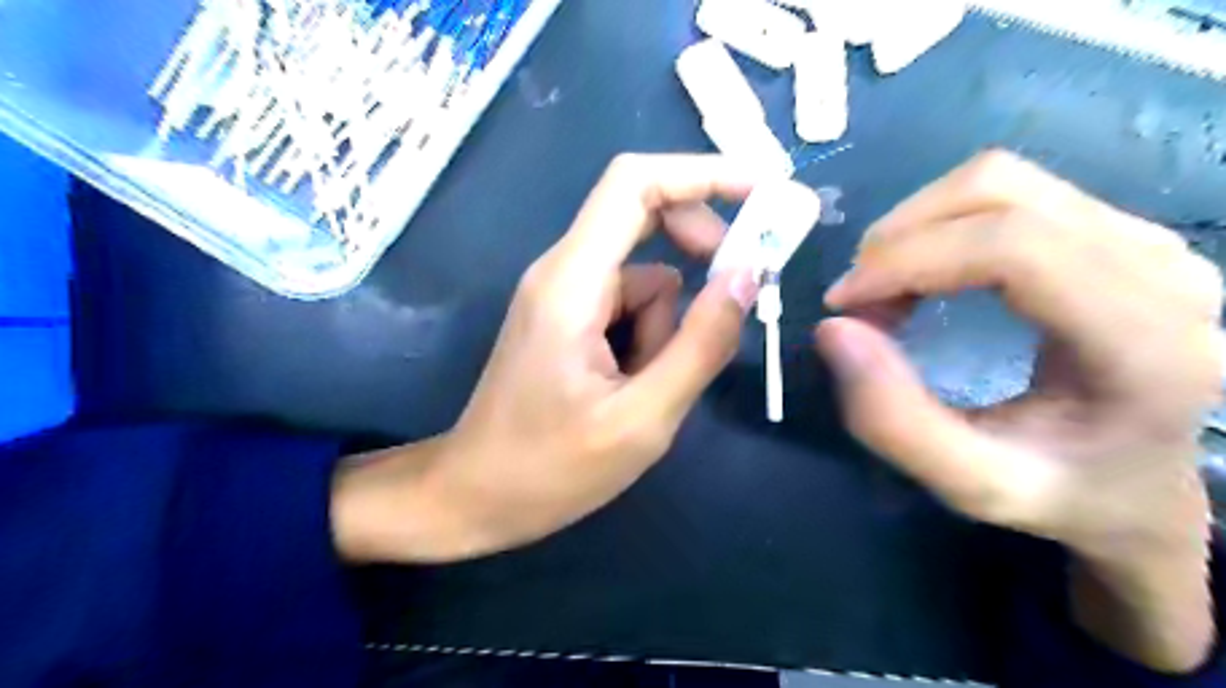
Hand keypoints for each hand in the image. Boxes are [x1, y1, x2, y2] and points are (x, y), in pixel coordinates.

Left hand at [330, 153, 763, 563]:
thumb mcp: (643, 418)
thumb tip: (747, 275)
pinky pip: (627, 304)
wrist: (475, 495)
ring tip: (647, 390)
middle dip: (700, 248)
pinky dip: (648, 338)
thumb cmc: (550, 468)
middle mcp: (563, 270)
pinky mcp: (567, 318)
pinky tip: (631, 389)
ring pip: (644, 277)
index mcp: (572, 282)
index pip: (635, 184)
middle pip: (644, 216)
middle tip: (737, 296)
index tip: (765, 191)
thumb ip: (701, 344)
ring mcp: (562, 294)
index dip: (703, 174)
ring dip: (667, 325)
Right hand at [817, 152, 1219, 670]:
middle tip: (859, 302)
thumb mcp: (971, 484)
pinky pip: (1008, 195)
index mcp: (1144, 343)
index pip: (1013, 248)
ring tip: (887, 289)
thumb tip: (833, 328)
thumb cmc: (1065, 492)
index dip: (906, 260)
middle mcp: (1160, 269)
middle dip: (898, 239)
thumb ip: (894, 420)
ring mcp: (1145, 238)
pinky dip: (940, 225)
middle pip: (997, 193)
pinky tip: (923, 274)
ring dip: (915, 227)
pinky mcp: (1117, 229)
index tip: (842, 302)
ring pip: (998, 181)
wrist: (1148, 482)